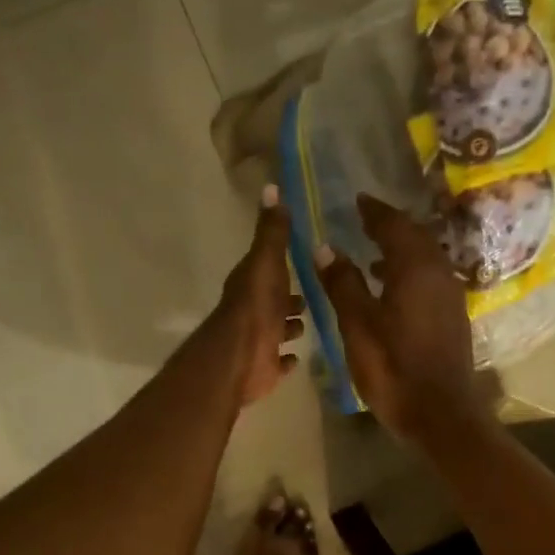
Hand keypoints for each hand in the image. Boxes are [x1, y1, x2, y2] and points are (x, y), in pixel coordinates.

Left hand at [215, 185, 304, 405]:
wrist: (240, 357)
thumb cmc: (256, 306)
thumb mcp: (267, 262)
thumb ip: (272, 231)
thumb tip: (271, 187)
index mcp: (252, 284)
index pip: (269, 268)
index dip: (284, 264)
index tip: (306, 258)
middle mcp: (253, 311)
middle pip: (276, 301)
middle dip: (292, 299)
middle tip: (315, 295)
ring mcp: (259, 341)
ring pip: (278, 330)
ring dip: (290, 327)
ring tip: (310, 323)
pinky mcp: (265, 368)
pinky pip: (279, 362)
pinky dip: (286, 360)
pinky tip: (297, 358)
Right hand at [316, 194, 490, 443]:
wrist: (440, 413)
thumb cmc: (393, 368)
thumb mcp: (358, 325)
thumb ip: (342, 283)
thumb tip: (325, 247)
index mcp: (415, 268)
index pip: (394, 225)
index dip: (374, 211)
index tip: (357, 201)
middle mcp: (439, 272)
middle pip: (415, 236)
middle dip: (390, 225)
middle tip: (364, 220)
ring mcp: (451, 294)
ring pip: (425, 257)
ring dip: (401, 249)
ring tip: (372, 253)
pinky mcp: (453, 315)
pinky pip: (431, 277)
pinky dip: (410, 271)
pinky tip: (392, 288)